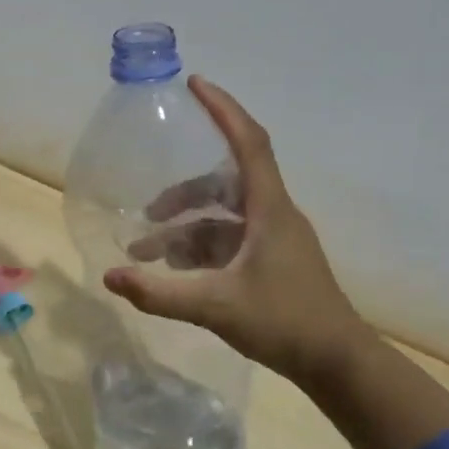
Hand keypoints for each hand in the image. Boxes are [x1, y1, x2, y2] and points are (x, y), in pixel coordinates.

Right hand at [104, 77, 373, 385]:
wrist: (338, 364)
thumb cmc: (285, 323)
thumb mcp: (215, 306)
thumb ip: (159, 292)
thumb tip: (110, 276)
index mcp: (269, 209)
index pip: (248, 143)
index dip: (223, 109)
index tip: (196, 84)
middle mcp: (273, 215)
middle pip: (224, 183)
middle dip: (182, 195)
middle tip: (146, 212)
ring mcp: (274, 239)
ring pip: (222, 217)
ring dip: (185, 229)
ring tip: (147, 255)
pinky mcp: (272, 262)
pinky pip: (228, 241)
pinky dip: (199, 249)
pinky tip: (174, 273)